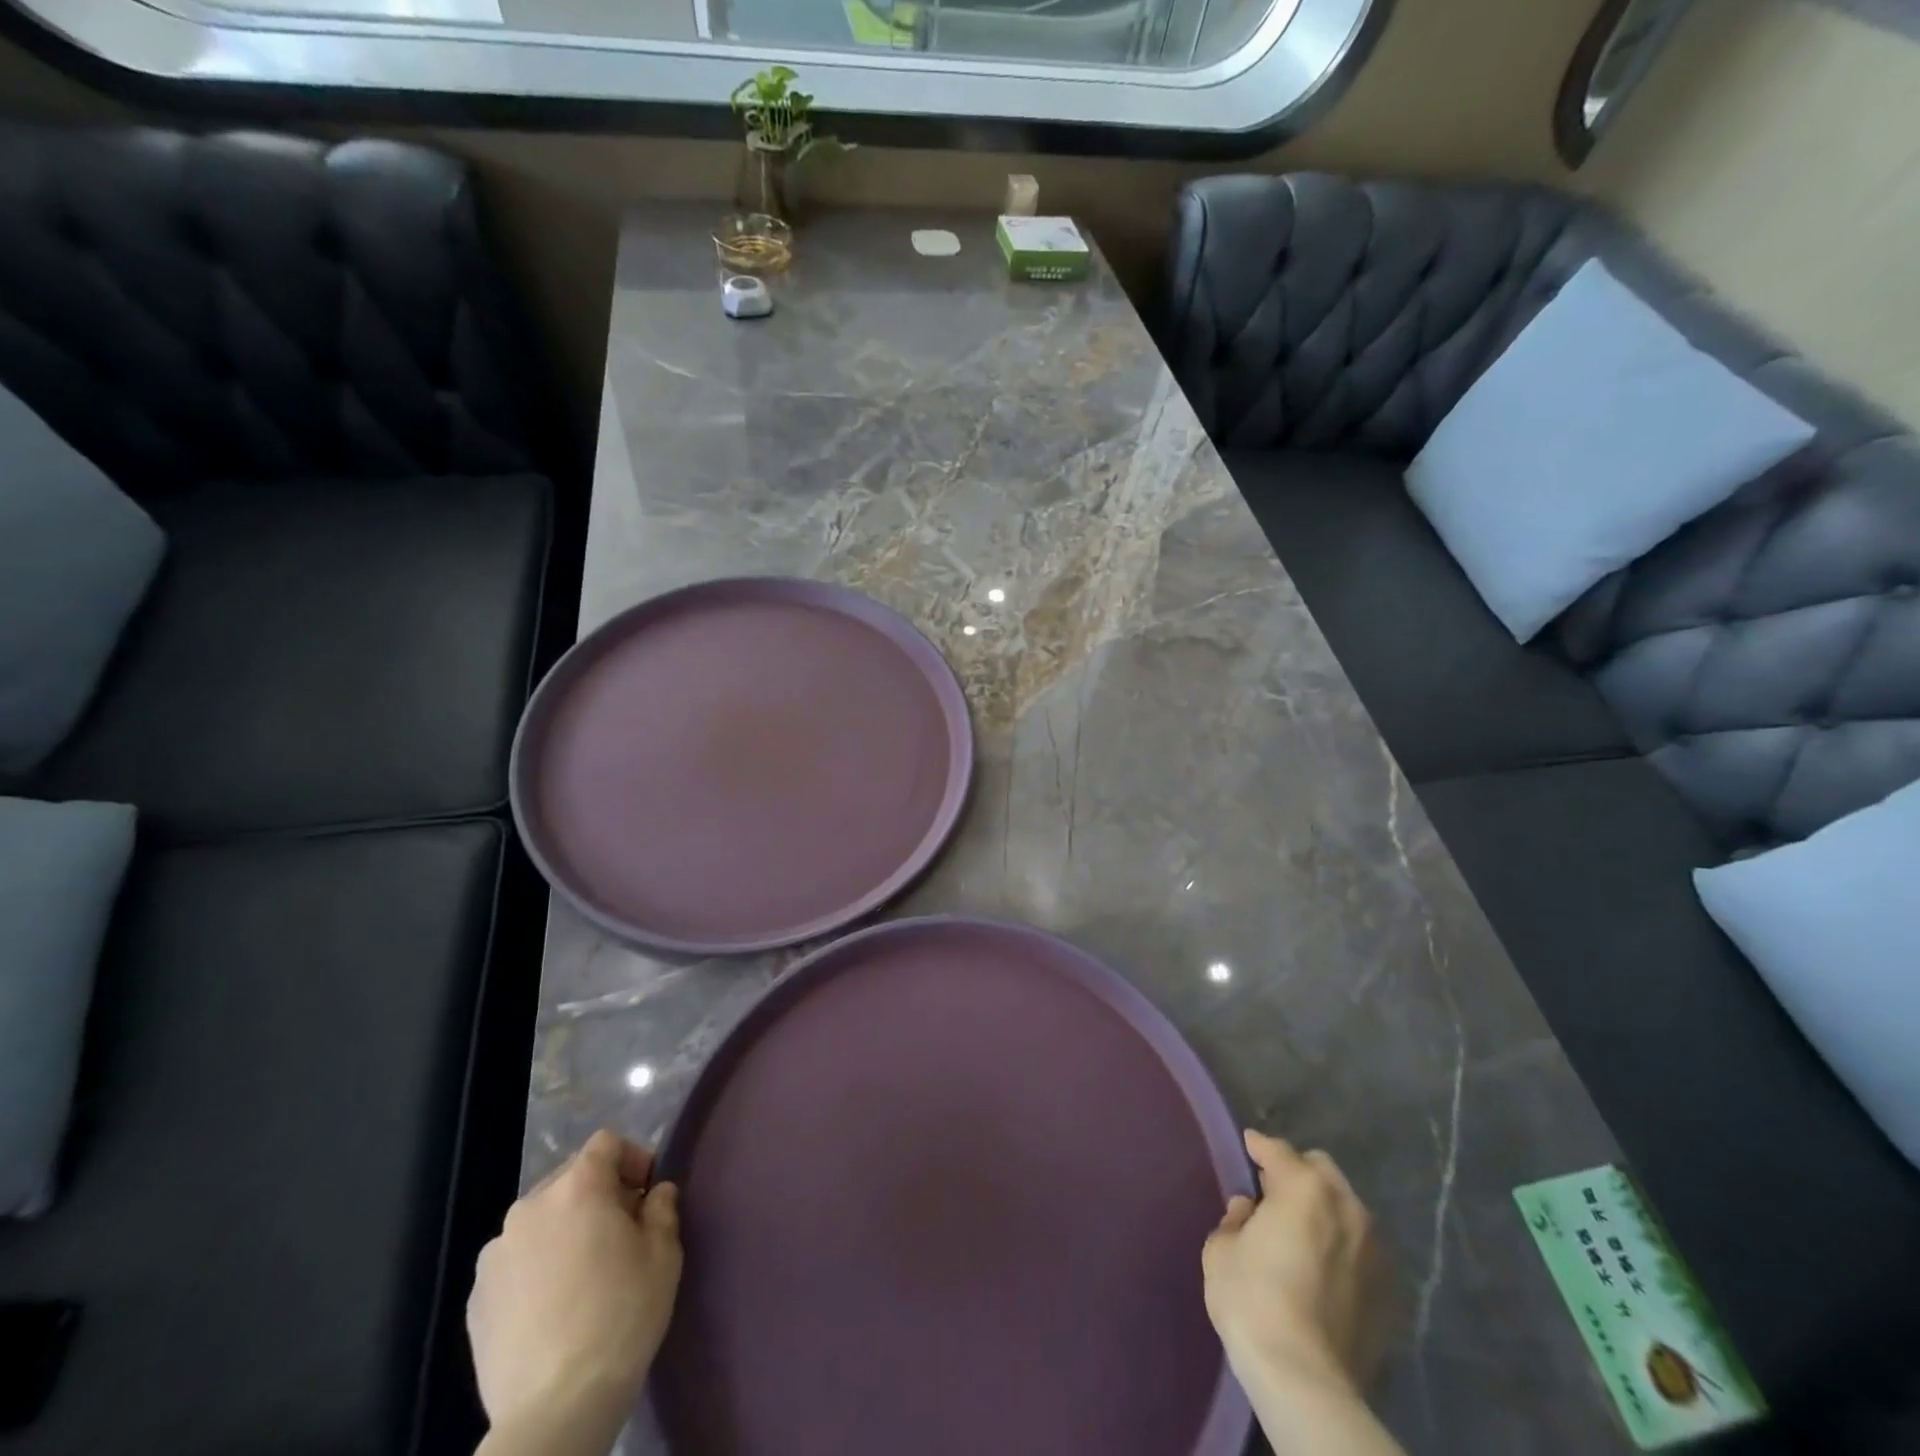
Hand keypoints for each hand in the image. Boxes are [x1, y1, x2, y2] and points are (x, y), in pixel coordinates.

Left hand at [468, 1130, 682, 1452]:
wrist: (554, 1410)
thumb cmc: (621, 1317)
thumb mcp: (664, 1255)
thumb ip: (662, 1209)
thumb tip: (656, 1193)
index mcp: (577, 1187)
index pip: (606, 1144)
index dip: (632, 1159)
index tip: (647, 1194)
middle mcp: (530, 1207)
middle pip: (570, 1179)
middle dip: (598, 1195)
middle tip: (621, 1233)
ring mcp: (496, 1254)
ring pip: (541, 1221)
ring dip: (565, 1230)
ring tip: (583, 1274)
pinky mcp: (476, 1298)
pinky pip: (515, 1261)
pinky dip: (536, 1267)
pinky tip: (552, 1307)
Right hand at [1202, 1131, 1388, 1399]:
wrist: (1305, 1380)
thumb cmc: (1252, 1301)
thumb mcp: (1222, 1250)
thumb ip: (1235, 1219)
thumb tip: (1248, 1210)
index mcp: (1303, 1187)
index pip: (1277, 1150)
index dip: (1258, 1146)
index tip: (1248, 1146)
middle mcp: (1346, 1206)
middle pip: (1321, 1170)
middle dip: (1297, 1172)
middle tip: (1274, 1192)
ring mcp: (1374, 1249)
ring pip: (1346, 1208)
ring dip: (1323, 1209)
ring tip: (1302, 1231)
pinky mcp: (1390, 1290)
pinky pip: (1361, 1249)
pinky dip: (1342, 1246)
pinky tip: (1324, 1267)